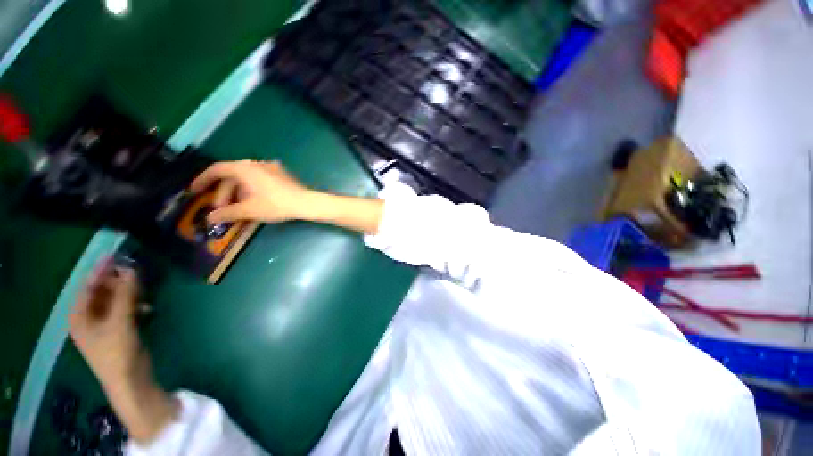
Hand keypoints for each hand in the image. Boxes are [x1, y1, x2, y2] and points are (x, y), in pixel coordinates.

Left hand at [70, 259, 144, 388]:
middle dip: (118, 281)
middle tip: (135, 270)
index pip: (88, 287)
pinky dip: (135, 305)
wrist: (129, 380)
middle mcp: (89, 318)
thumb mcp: (120, 322)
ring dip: (128, 293)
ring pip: (115, 301)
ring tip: (143, 288)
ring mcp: (104, 325)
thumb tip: (131, 269)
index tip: (116, 256)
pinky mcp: (119, 330)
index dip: (101, 271)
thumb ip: (125, 295)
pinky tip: (147, 307)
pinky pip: (124, 310)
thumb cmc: (116, 352)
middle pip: (102, 293)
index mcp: (80, 317)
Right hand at [189, 160, 311, 224]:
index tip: (194, 192)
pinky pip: (259, 179)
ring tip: (237, 209)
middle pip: (232, 176)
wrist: (306, 203)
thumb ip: (226, 213)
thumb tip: (209, 219)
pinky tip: (253, 202)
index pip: (216, 170)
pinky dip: (251, 189)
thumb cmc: (275, 205)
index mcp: (244, 168)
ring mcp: (270, 167)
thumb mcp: (248, 210)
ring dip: (237, 193)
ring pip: (246, 178)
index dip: (202, 180)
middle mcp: (256, 163)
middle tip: (221, 210)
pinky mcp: (280, 174)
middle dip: (223, 193)